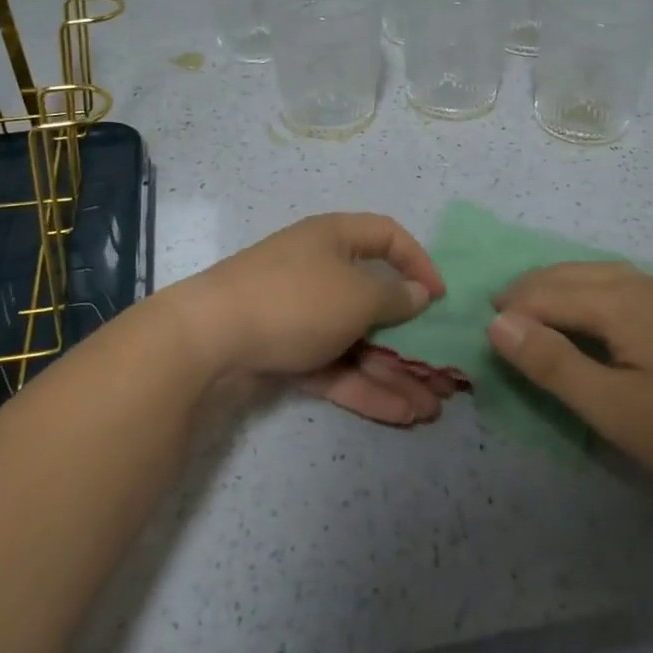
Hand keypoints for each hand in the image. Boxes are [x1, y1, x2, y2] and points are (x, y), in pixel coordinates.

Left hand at [169, 213, 459, 426]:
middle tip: (444, 373)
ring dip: (394, 374)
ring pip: (358, 343)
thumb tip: (418, 292)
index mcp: (334, 240)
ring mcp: (302, 316)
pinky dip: (364, 388)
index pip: (387, 236)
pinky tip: (400, 415)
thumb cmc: (295, 300)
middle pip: (376, 303)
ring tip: (431, 410)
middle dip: (412, 340)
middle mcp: (320, 272)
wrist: (208, 339)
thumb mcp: (356, 295)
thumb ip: (394, 297)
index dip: (418, 262)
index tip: (440, 297)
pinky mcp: (287, 353)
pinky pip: (335, 367)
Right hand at [489, 263, 652, 501]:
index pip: (547, 293)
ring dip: (560, 285)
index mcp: (619, 301)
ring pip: (598, 273)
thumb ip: (553, 363)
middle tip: (501, 314)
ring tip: (537, 308)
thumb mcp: (614, 408)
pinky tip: (596, 312)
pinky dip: (590, 289)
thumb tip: (497, 322)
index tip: (484, 331)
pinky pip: (622, 283)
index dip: (511, 310)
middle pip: (570, 274)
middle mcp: (642, 284)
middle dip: (531, 289)